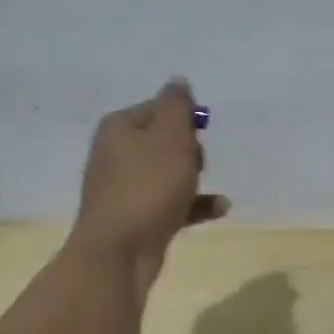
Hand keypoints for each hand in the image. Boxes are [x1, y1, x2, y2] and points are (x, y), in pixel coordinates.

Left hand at [70, 79, 228, 286]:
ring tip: (207, 186)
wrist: (119, 251)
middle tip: (197, 163)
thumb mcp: (170, 137)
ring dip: (192, 177)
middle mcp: (115, 154)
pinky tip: (219, 208)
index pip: (158, 107)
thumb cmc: (148, 186)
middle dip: (189, 149)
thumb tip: (177, 82)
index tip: (200, 133)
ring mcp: (122, 188)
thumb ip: (177, 106)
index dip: (184, 118)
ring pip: (166, 172)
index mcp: (119, 127)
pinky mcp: (134, 217)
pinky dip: (192, 204)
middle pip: (162, 140)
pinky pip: (169, 203)